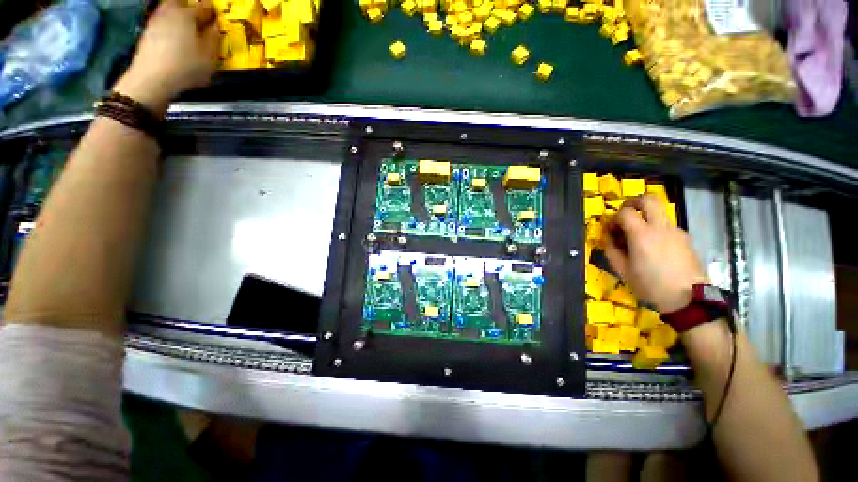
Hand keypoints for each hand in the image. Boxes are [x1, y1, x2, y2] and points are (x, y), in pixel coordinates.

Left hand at [114, 0, 218, 114]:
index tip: (217, 18)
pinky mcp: (147, 33)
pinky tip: (173, 36)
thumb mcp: (209, 56)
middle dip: (189, 6)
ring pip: (168, 9)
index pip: (204, 7)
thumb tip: (215, 26)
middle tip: (198, 16)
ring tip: (186, 27)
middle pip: (179, 1)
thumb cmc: (186, 66)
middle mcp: (169, 11)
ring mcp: (155, 21)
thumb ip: (213, 37)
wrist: (152, 79)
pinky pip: (161, 21)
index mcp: (187, 14)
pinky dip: (168, 24)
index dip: (212, 12)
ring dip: (177, 14)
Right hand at [603, 195, 707, 313]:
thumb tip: (608, 236)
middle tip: (625, 214)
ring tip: (638, 238)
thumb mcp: (622, 270)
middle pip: (648, 199)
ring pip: (658, 212)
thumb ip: (611, 249)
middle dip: (633, 202)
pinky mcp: (685, 238)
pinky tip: (653, 248)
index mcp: (642, 234)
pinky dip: (656, 229)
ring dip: (645, 218)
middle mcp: (660, 227)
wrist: (688, 298)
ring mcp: (676, 231)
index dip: (613, 218)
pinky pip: (666, 226)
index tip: (611, 230)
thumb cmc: (650, 285)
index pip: (624, 212)